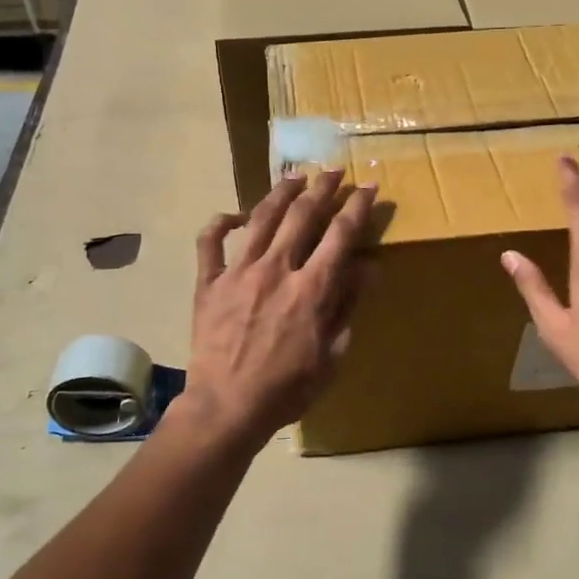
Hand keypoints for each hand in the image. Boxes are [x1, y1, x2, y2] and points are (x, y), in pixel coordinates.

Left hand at [185, 170, 377, 448]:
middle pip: (302, 216)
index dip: (357, 207)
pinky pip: (210, 242)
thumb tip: (369, 267)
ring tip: (295, 176)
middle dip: (322, 188)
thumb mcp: (331, 355)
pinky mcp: (208, 283)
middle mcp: (276, 269)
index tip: (368, 186)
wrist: (227, 407)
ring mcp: (238, 272)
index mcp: (310, 289)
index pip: (340, 235)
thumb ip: (348, 306)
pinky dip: (221, 223)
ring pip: (261, 218)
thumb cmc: (287, 388)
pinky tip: (234, 215)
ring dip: (280, 192)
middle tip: (333, 171)